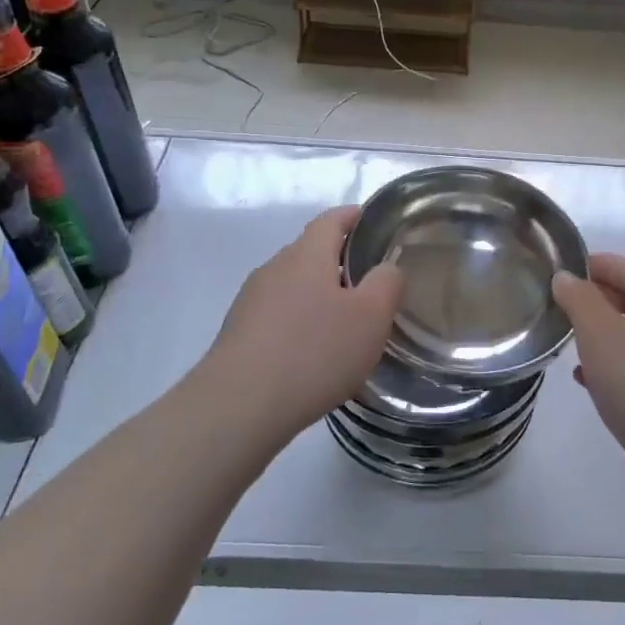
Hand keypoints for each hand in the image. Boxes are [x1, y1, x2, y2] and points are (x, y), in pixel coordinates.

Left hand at [198, 205, 402, 447]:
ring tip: (346, 327)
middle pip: (311, 253)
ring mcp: (251, 302)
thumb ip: (387, 283)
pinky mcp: (239, 335)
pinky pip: (278, 318)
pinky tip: (314, 356)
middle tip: (372, 286)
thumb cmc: (314, 352)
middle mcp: (274, 269)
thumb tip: (387, 268)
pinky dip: (300, 325)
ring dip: (320, 298)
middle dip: (341, 263)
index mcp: (306, 255)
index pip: (331, 220)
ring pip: (294, 288)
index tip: (374, 223)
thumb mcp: (371, 317)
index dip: (354, 217)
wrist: (238, 407)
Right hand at [553, 255, 624, 497]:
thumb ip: (580, 300)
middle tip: (558, 303)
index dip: (595, 263)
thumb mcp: (600, 335)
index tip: (561, 269)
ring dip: (602, 334)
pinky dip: (612, 366)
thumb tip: (567, 277)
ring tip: (568, 340)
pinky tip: (586, 381)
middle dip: (597, 298)